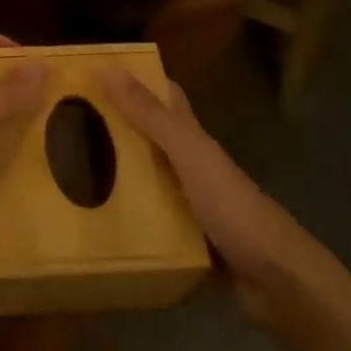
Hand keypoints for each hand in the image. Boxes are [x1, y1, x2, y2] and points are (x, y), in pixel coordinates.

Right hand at [99, 69, 350, 339]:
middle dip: (118, 123)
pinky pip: (148, 216)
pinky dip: (125, 211)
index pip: (165, 95)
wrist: (279, 282)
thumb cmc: (233, 208)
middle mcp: (191, 165)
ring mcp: (189, 203)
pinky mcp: (186, 238)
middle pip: (152, 134)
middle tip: (72, 116)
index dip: (138, 76)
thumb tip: (108, 68)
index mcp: (194, 139)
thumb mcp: (189, 155)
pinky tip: (98, 216)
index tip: (98, 67)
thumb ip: (151, 116)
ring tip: (71, 164)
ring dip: (116, 168)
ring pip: (147, 175)